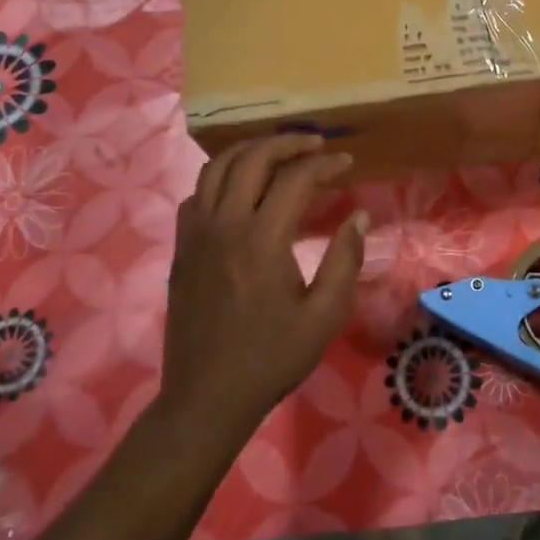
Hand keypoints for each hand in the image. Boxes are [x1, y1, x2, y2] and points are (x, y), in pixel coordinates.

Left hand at [159, 134, 367, 442]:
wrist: (207, 397)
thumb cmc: (271, 358)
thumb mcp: (324, 316)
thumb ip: (345, 260)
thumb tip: (358, 216)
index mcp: (262, 240)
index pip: (295, 178)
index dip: (325, 164)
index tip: (347, 163)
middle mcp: (224, 225)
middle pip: (252, 158)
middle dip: (287, 142)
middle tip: (315, 145)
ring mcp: (196, 234)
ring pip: (216, 167)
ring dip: (250, 151)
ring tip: (278, 153)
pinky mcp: (181, 247)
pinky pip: (197, 193)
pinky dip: (221, 176)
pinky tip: (241, 188)